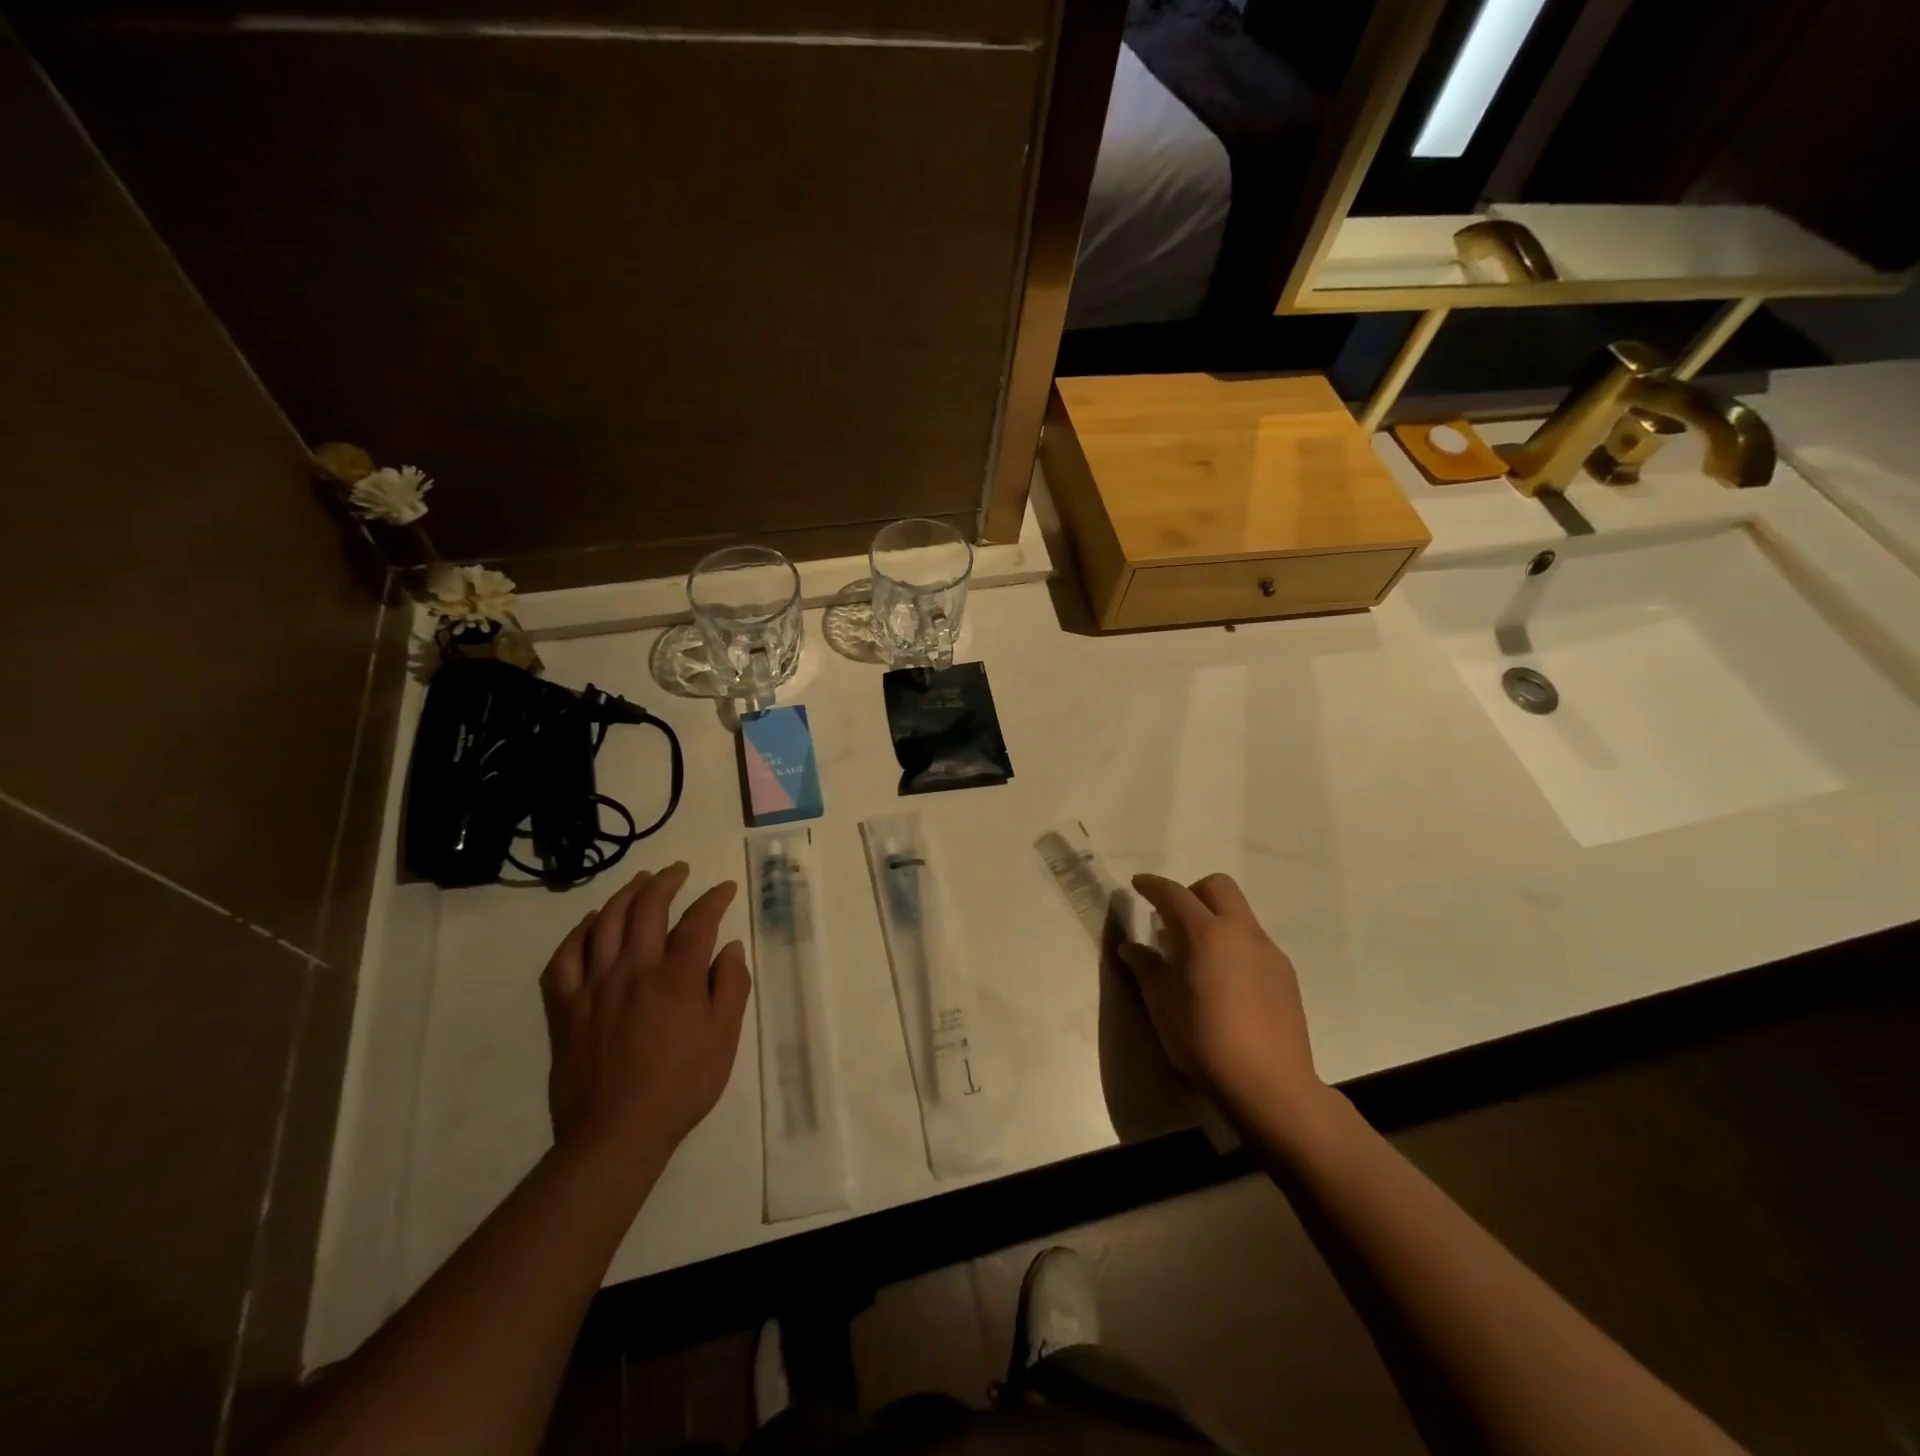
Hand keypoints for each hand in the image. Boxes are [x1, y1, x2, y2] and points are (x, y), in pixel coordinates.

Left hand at [539, 863, 751, 1167]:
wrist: (616, 1134)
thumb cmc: (681, 1086)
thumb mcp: (724, 1038)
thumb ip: (731, 986)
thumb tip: (730, 948)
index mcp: (677, 977)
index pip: (698, 920)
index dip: (714, 898)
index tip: (725, 888)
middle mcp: (634, 969)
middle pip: (647, 908)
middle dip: (666, 881)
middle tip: (678, 870)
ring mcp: (594, 986)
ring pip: (605, 923)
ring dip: (625, 894)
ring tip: (639, 881)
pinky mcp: (565, 1007)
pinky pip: (564, 958)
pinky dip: (578, 933)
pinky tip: (590, 924)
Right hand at [1120, 872, 1324, 1126]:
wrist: (1270, 1085)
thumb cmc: (1205, 1041)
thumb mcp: (1162, 1005)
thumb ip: (1146, 968)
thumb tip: (1131, 948)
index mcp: (1205, 934)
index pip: (1174, 894)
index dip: (1152, 885)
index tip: (1138, 884)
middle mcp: (1240, 931)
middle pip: (1217, 887)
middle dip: (1191, 892)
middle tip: (1172, 919)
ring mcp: (1268, 950)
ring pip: (1239, 913)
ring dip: (1215, 918)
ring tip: (1198, 955)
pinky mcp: (1285, 973)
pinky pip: (1254, 941)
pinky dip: (1234, 944)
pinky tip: (1225, 981)